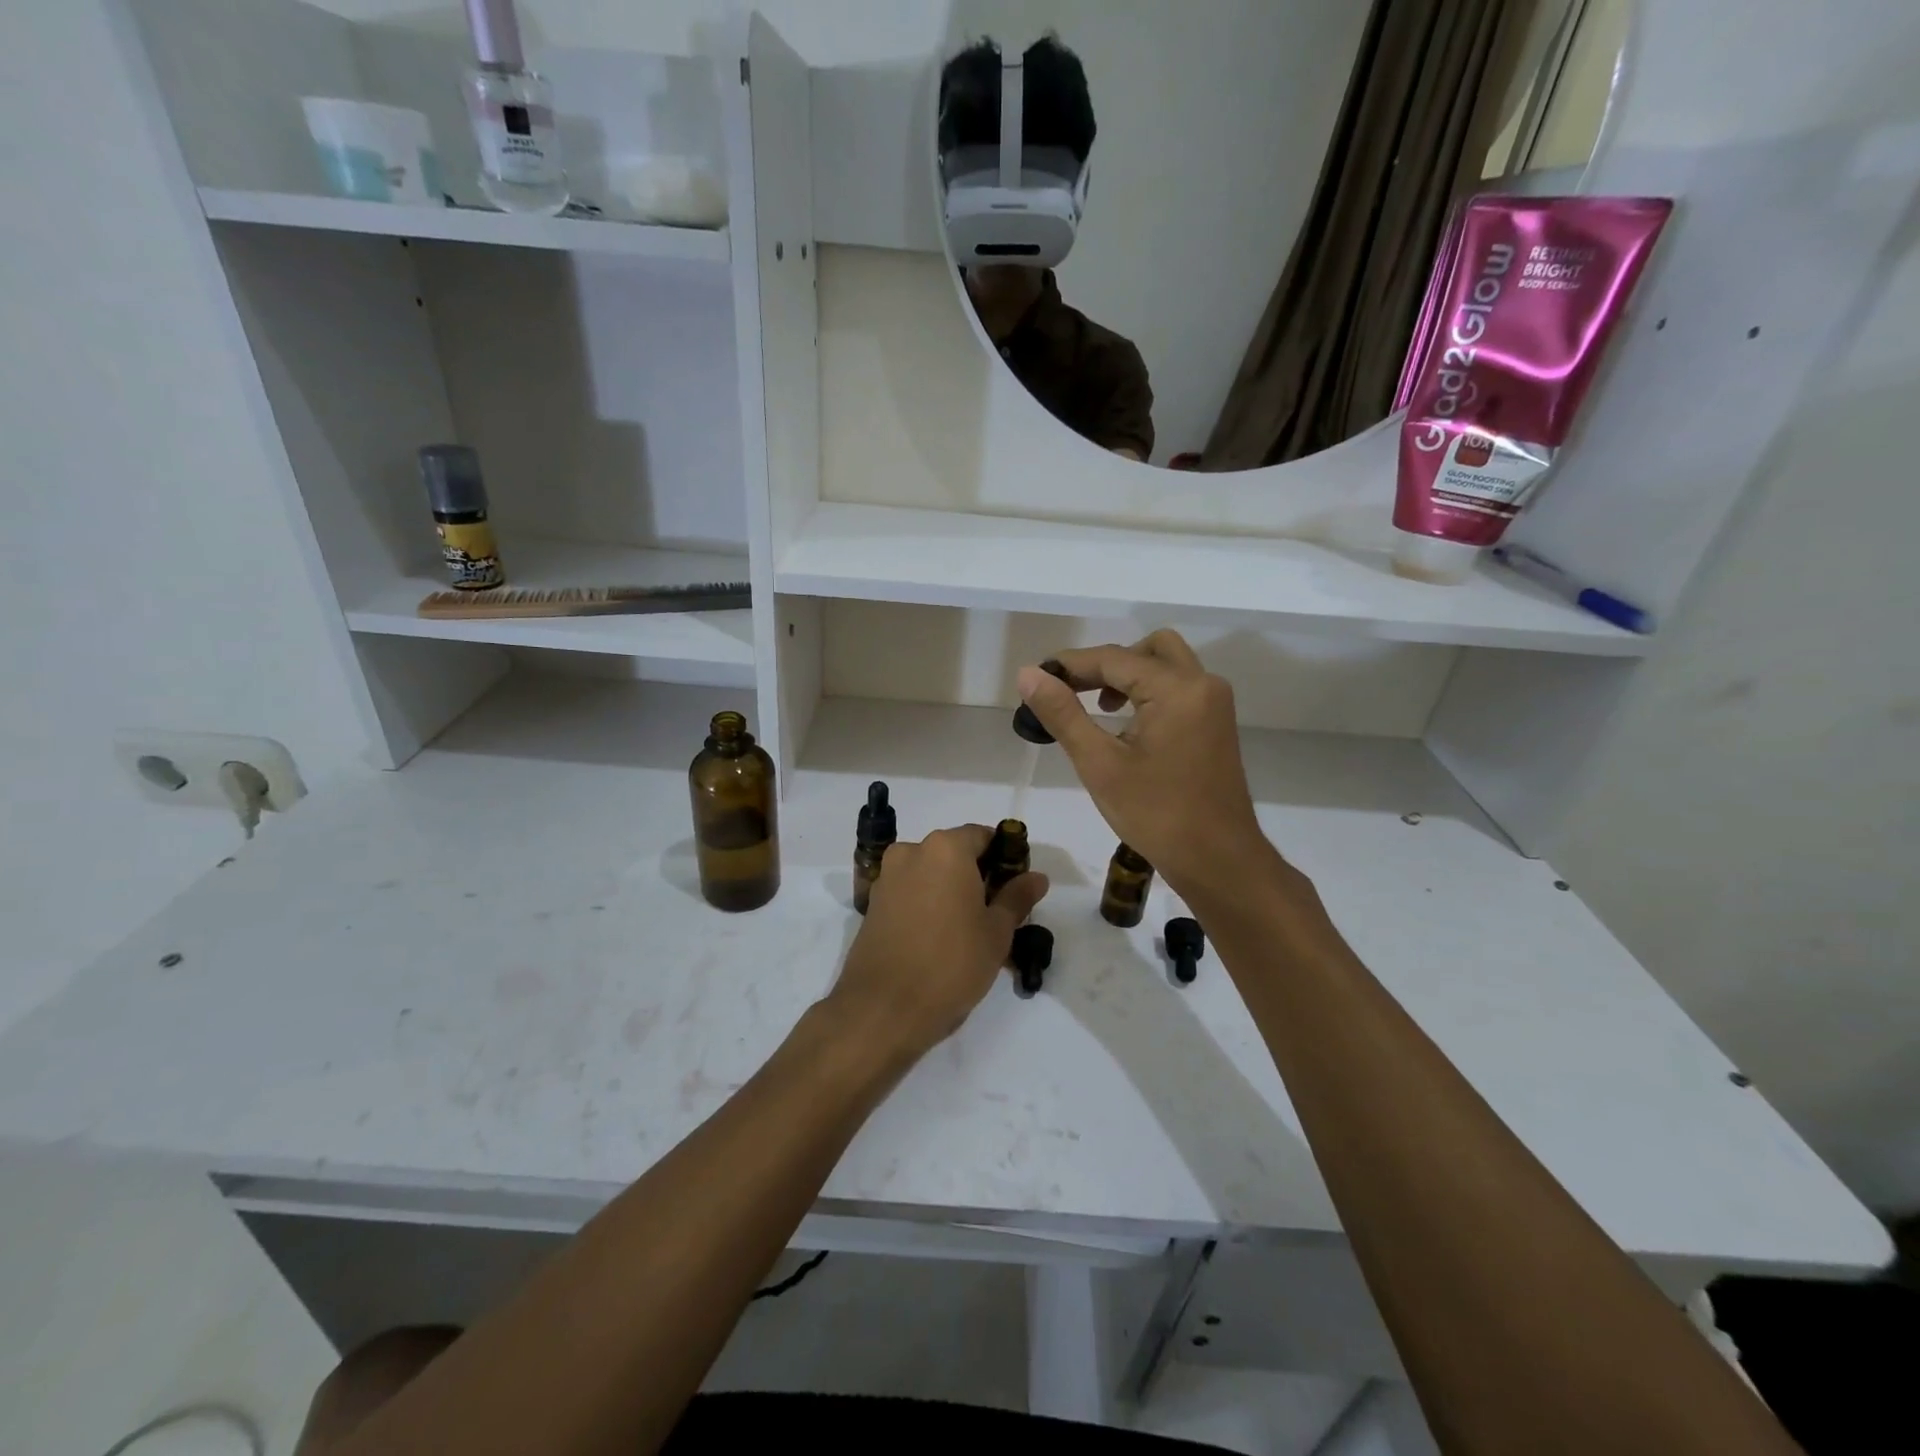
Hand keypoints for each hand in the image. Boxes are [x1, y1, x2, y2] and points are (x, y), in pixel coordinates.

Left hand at [828, 825, 1048, 1060]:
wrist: (883, 1009)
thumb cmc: (950, 964)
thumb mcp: (996, 932)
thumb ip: (1017, 898)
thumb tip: (1036, 877)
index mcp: (945, 849)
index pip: (983, 836)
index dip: (1004, 858)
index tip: (1016, 887)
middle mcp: (912, 852)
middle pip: (954, 853)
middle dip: (977, 875)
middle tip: (997, 912)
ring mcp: (887, 877)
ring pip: (930, 874)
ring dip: (951, 891)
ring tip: (969, 930)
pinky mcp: (873, 904)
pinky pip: (910, 892)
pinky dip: (928, 904)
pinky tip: (940, 938)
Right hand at [1016, 630, 1277, 896]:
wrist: (1218, 861)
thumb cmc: (1157, 815)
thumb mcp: (1100, 764)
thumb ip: (1063, 714)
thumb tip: (1028, 675)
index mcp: (1177, 689)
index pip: (1113, 658)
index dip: (1069, 665)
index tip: (1035, 680)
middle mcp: (1202, 684)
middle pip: (1147, 650)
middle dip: (1104, 664)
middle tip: (1070, 691)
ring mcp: (1214, 704)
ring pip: (1165, 665)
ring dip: (1128, 676)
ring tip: (1094, 707)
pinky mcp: (1215, 724)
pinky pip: (1177, 688)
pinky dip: (1147, 691)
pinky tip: (1123, 724)